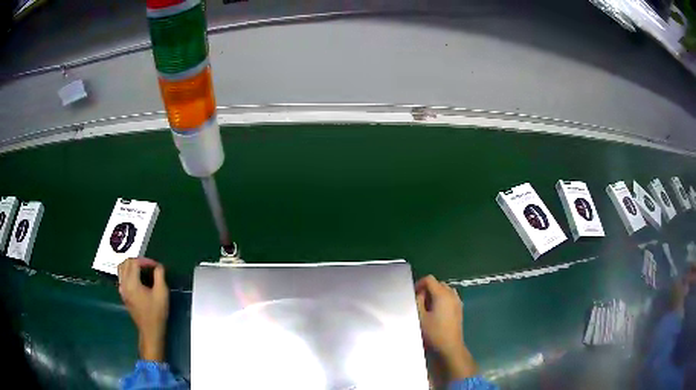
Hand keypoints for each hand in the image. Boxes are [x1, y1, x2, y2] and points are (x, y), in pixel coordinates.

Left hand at [118, 258, 168, 361]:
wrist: (150, 330)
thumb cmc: (157, 312)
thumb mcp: (162, 293)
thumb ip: (159, 276)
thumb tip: (158, 266)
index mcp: (131, 283)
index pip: (134, 262)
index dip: (145, 261)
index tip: (156, 266)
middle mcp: (123, 284)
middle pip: (125, 263)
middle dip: (137, 261)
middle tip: (149, 266)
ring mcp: (122, 290)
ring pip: (121, 269)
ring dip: (131, 265)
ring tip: (142, 270)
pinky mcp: (123, 294)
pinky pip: (122, 277)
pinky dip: (128, 272)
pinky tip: (138, 279)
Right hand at [415, 275, 476, 379]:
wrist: (449, 347)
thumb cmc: (433, 332)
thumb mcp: (420, 317)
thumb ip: (418, 301)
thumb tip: (419, 293)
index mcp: (442, 294)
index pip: (429, 279)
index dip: (419, 284)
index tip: (413, 294)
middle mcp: (452, 294)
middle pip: (438, 283)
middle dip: (427, 289)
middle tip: (418, 301)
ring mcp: (457, 301)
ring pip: (445, 290)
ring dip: (435, 294)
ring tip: (427, 306)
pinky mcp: (459, 309)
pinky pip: (450, 297)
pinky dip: (442, 299)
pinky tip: (436, 312)